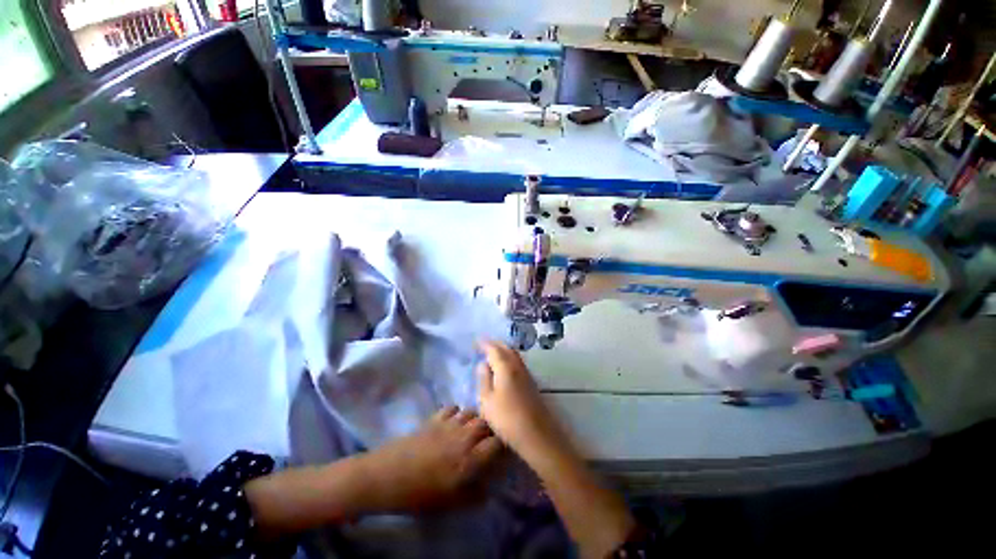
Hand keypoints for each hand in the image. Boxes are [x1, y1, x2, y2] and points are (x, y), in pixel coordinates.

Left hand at [363, 406, 502, 511]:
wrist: (388, 476)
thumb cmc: (420, 494)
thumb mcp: (450, 503)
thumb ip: (474, 496)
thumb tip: (488, 489)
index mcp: (470, 459)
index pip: (497, 443)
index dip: (503, 445)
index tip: (503, 452)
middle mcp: (464, 436)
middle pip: (486, 423)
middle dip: (490, 430)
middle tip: (487, 440)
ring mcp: (449, 424)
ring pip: (471, 412)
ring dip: (475, 419)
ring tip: (471, 430)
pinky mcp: (435, 418)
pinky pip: (453, 407)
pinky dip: (457, 412)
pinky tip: (453, 422)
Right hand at [476, 341, 565, 460]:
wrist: (537, 434)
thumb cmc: (507, 419)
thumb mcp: (487, 401)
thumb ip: (484, 379)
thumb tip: (482, 364)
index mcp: (505, 367)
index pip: (494, 349)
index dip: (484, 344)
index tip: (475, 342)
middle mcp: (517, 365)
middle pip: (506, 348)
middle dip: (495, 344)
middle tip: (483, 345)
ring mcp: (526, 373)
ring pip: (514, 354)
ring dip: (503, 350)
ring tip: (492, 354)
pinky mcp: (530, 382)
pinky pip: (518, 362)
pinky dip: (509, 358)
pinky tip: (504, 367)